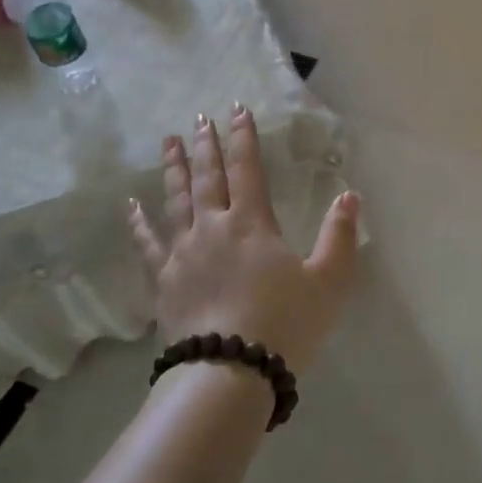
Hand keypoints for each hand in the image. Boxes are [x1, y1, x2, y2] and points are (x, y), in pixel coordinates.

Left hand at [129, 106, 359, 374]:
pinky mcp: (164, 281)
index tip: (237, 110)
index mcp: (253, 224)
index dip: (244, 138)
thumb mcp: (328, 281)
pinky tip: (132, 206)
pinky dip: (139, 223)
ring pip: (176, 201)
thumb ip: (340, 236)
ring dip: (174, 169)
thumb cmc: (285, 324)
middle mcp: (214, 228)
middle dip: (206, 145)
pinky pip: (148, 244)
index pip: (248, 169)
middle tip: (199, 118)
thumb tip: (349, 196)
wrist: (230, 372)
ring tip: (169, 143)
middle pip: (208, 178)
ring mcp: (183, 253)